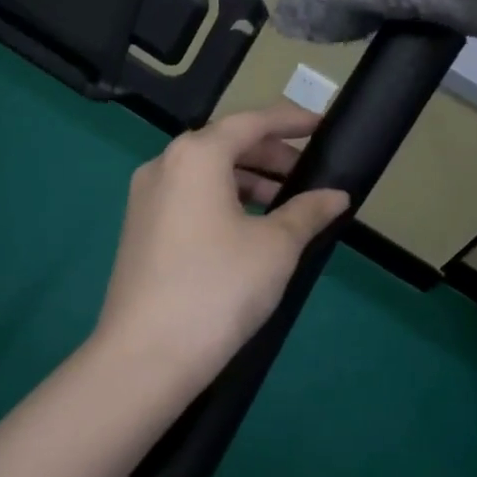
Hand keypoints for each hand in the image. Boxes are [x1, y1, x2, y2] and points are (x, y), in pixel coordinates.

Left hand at [93, 104, 350, 391]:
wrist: (147, 355)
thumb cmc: (218, 288)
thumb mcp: (276, 247)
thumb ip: (308, 211)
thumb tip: (336, 195)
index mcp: (195, 155)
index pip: (250, 122)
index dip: (290, 121)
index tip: (322, 125)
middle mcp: (163, 165)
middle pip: (225, 145)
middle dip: (270, 156)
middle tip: (308, 177)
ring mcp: (145, 198)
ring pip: (205, 174)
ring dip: (247, 182)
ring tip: (284, 207)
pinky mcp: (139, 229)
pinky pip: (188, 198)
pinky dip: (222, 202)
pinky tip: (248, 230)